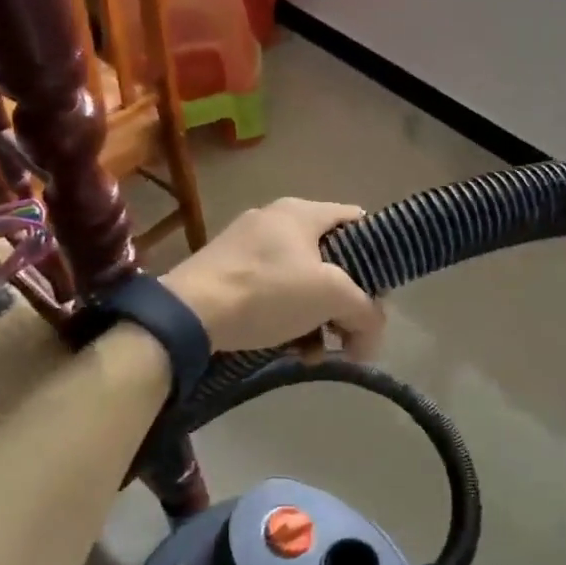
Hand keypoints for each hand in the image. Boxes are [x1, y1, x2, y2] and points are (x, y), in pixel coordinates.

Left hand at [162, 199, 385, 357]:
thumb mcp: (330, 296)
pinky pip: (270, 291)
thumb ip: (364, 311)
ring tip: (314, 352)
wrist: (189, 313)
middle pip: (329, 258)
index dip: (375, 255)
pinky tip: (288, 349)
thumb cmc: (267, 291)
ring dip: (316, 317)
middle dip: (343, 300)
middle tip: (346, 333)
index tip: (376, 294)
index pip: (356, 220)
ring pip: (299, 279)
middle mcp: (274, 220)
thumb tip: (371, 337)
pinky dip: (286, 318)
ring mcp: (245, 245)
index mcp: (301, 212)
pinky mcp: (225, 271)